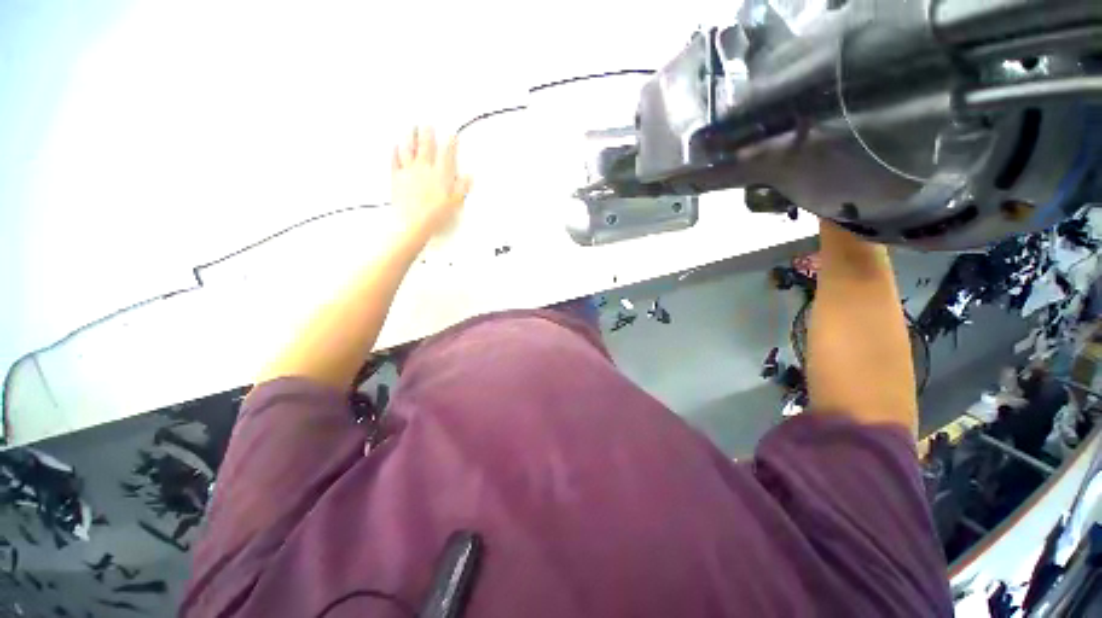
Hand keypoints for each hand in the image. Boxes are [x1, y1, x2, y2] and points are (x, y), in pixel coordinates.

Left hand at [391, 127, 471, 241]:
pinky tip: (396, 146)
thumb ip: (462, 188)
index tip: (451, 135)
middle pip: (426, 146)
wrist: (412, 223)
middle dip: (427, 133)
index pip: (447, 154)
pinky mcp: (397, 178)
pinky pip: (395, 160)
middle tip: (427, 123)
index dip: (450, 143)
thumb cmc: (434, 215)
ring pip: (409, 148)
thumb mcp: (454, 203)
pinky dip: (395, 151)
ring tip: (411, 128)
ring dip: (410, 137)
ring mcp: (409, 172)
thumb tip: (468, 178)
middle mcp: (424, 169)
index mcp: (440, 175)